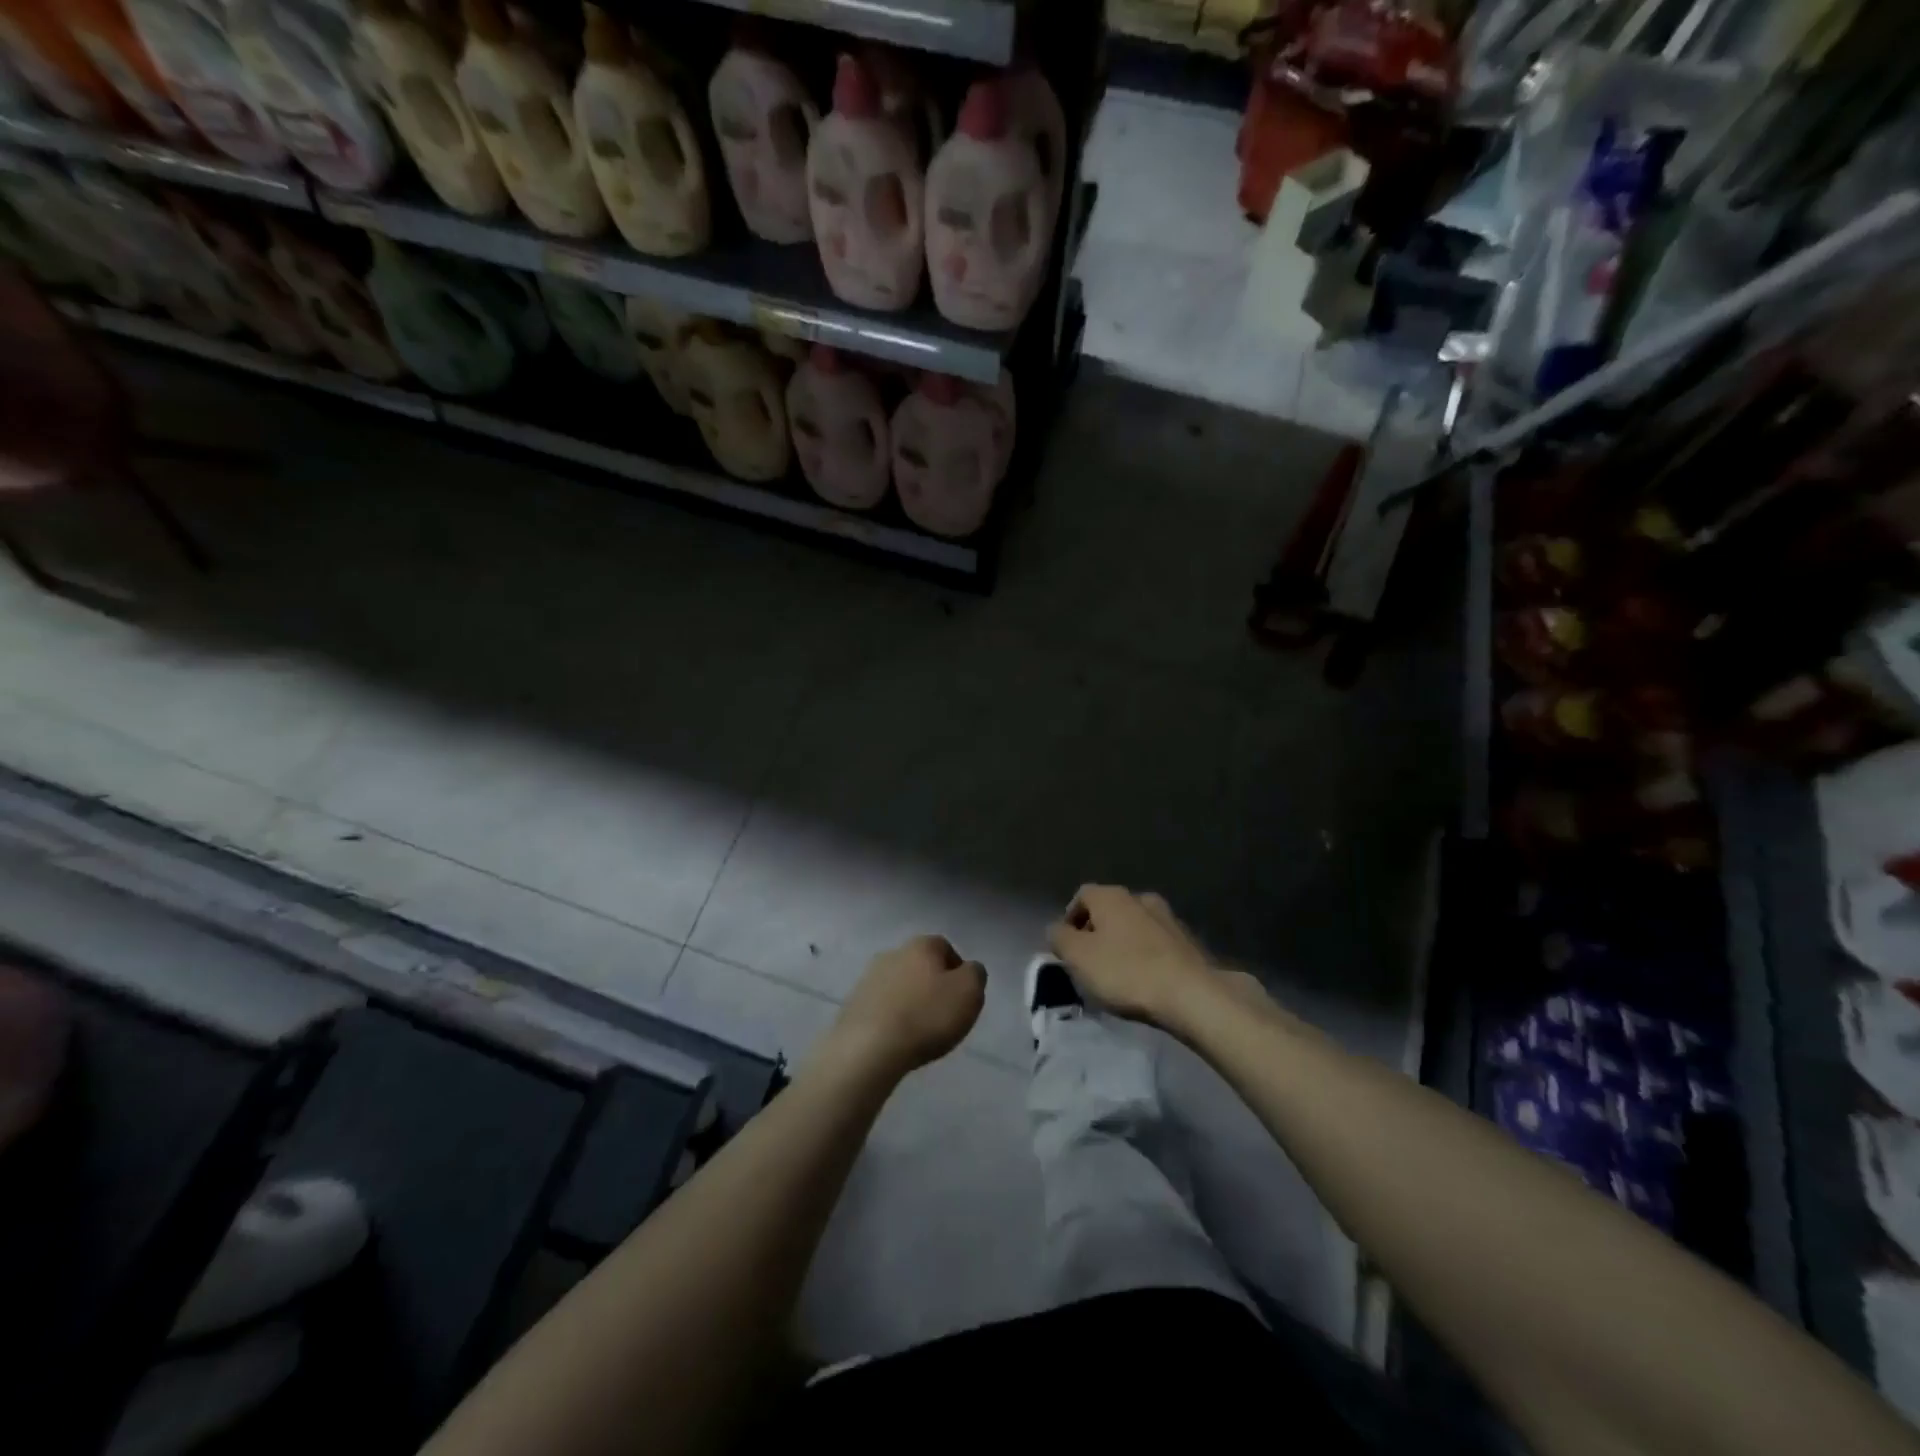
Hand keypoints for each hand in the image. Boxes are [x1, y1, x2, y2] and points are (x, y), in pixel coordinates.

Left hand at [819, 935, 984, 1081]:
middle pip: (920, 965)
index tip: (963, 997)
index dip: (958, 971)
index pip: (945, 947)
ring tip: (920, 1031)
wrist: (869, 1048)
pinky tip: (898, 1039)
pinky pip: (881, 1006)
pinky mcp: (853, 1004)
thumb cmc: (926, 1016)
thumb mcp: (969, 992)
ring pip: (899, 985)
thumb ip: (975, 974)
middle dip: (932, 985)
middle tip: (943, 1014)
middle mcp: (892, 953)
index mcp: (921, 945)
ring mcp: (868, 978)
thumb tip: (968, 970)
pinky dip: (892, 1018)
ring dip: (910, 1001)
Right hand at [1047, 886, 1217, 1028]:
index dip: (1070, 919)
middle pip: (1109, 909)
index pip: (1081, 896)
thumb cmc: (1126, 972)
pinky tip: (1144, 979)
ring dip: (1122, 942)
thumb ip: (1059, 938)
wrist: (1191, 994)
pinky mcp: (1187, 941)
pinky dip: (1145, 955)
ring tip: (1117, 973)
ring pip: (1134, 925)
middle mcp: (1139, 898)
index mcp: (1111, 896)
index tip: (1067, 947)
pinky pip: (1156, 943)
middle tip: (1089, 961)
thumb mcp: (1078, 957)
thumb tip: (1057, 929)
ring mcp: (1167, 918)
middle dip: (1096, 931)